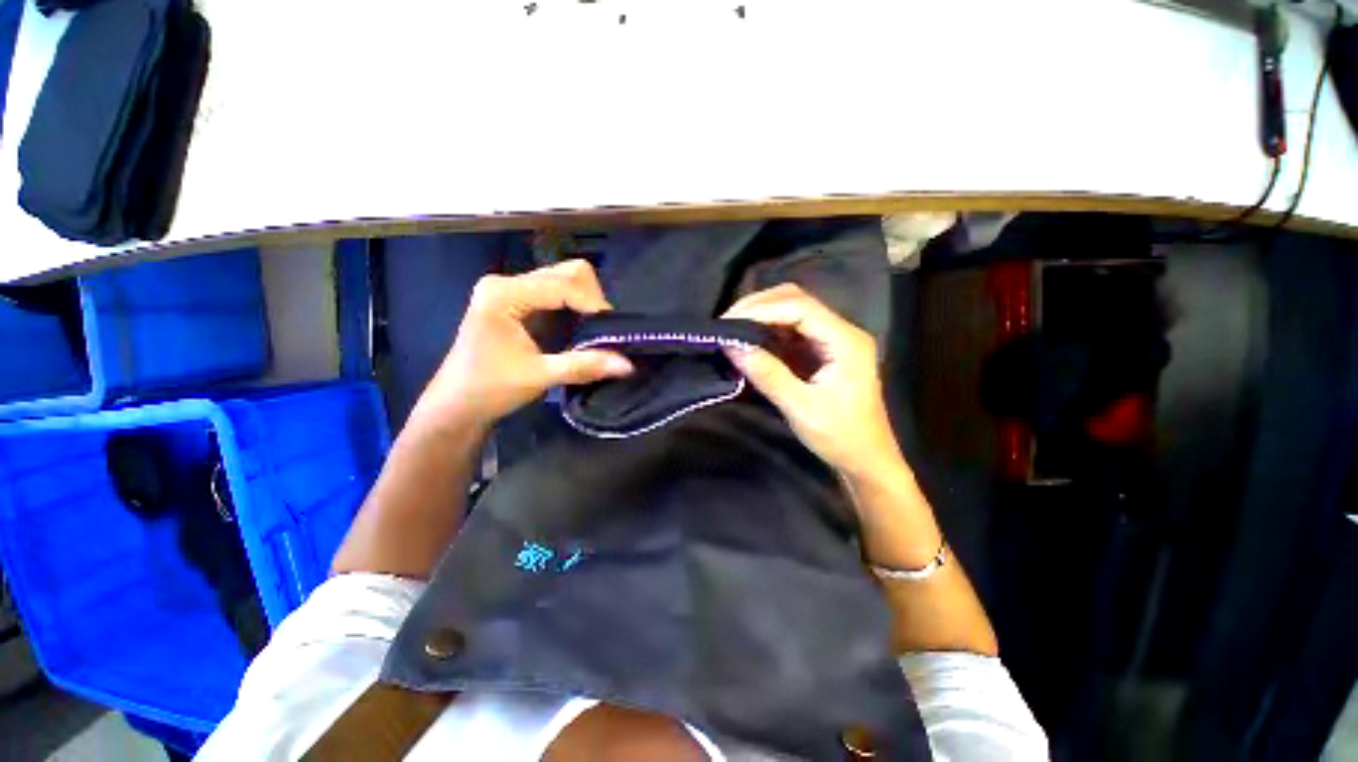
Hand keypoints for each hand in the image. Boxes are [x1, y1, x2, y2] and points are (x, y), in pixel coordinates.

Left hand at [412, 260, 633, 435]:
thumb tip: (628, 365)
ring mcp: (512, 289)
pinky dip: (576, 306)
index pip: (563, 285)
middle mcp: (507, 282)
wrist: (457, 404)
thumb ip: (583, 366)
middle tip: (602, 331)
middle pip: (567, 273)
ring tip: (594, 331)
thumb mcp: (539, 376)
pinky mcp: (518, 300)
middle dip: (592, 299)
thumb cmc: (490, 389)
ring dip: (586, 302)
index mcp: (504, 294)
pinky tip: (580, 328)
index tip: (614, 332)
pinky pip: (558, 292)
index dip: (594, 305)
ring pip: (565, 279)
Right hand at [723, 284, 905, 481]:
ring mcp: (833, 340)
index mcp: (846, 341)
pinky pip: (792, 330)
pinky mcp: (823, 351)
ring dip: (762, 316)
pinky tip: (750, 339)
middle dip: (759, 306)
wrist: (866, 460)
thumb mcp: (800, 408)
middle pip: (797, 301)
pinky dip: (768, 331)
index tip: (729, 321)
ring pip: (793, 312)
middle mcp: (842, 331)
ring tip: (733, 327)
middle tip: (727, 322)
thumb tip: (732, 345)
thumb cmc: (840, 436)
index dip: (761, 309)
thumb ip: (767, 374)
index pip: (800, 307)